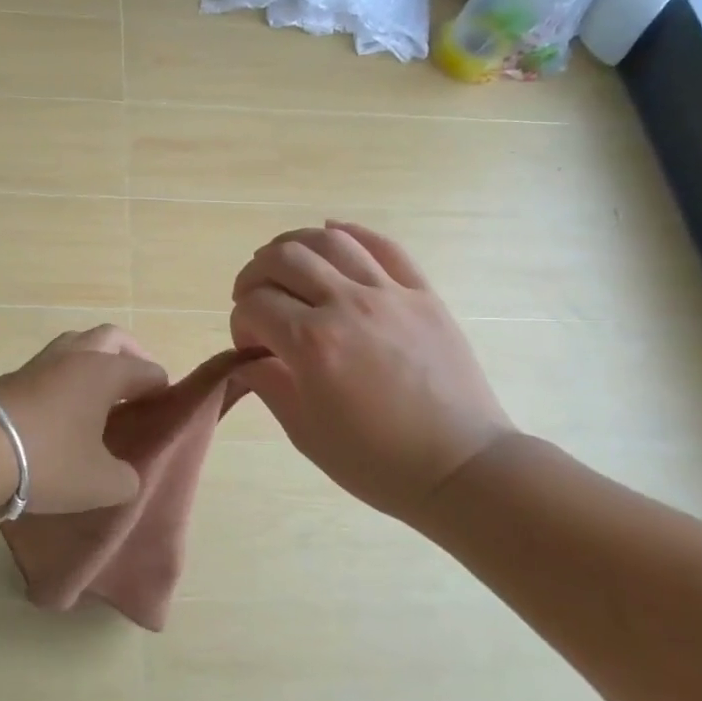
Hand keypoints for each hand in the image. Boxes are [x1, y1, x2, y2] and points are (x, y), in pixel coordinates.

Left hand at [0, 326, 169, 514]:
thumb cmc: (50, 461)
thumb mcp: (101, 484)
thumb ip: (125, 479)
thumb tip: (125, 474)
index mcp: (105, 372)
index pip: (146, 370)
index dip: (161, 388)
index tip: (164, 408)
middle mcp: (75, 356)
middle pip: (112, 338)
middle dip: (130, 356)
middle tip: (136, 386)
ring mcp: (40, 362)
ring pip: (76, 345)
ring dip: (93, 361)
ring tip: (97, 395)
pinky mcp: (13, 376)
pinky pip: (51, 366)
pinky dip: (64, 377)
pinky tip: (62, 408)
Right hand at [230, 222, 516, 519]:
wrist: (460, 468)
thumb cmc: (377, 462)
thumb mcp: (305, 432)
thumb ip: (268, 384)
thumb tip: (248, 356)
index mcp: (312, 343)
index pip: (254, 305)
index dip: (240, 321)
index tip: (250, 344)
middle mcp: (346, 304)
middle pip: (283, 258)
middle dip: (255, 274)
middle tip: (254, 298)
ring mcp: (389, 293)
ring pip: (330, 240)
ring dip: (294, 245)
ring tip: (286, 264)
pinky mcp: (423, 293)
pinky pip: (384, 245)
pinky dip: (351, 233)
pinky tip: (333, 234)